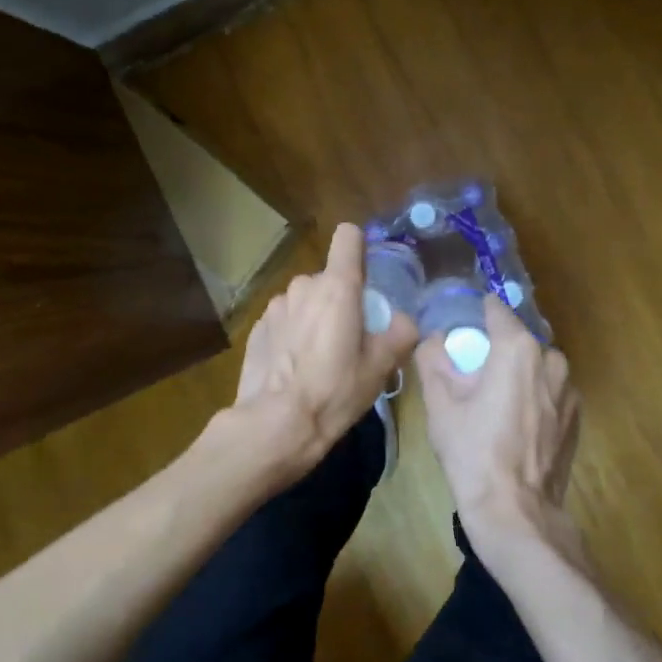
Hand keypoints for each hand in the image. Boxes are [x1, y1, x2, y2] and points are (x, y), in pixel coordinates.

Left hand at [224, 222, 417, 484]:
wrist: (275, 425)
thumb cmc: (334, 391)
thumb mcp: (380, 368)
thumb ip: (400, 334)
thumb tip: (403, 321)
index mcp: (337, 287)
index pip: (348, 237)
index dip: (359, 249)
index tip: (366, 277)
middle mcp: (303, 286)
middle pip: (329, 278)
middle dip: (340, 300)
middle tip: (349, 340)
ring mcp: (276, 306)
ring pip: (305, 300)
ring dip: (314, 317)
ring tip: (319, 358)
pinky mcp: (257, 327)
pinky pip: (284, 320)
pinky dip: (292, 334)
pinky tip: (294, 368)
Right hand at [416, 298, 581, 552]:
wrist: (515, 512)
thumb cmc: (473, 453)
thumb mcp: (440, 405)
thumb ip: (432, 359)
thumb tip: (433, 339)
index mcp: (518, 348)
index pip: (496, 310)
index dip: (477, 314)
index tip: (462, 326)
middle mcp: (550, 359)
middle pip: (518, 340)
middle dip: (497, 349)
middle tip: (472, 374)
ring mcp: (569, 389)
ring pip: (537, 366)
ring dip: (518, 374)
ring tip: (494, 402)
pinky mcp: (576, 416)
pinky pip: (550, 391)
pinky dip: (533, 396)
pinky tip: (515, 424)